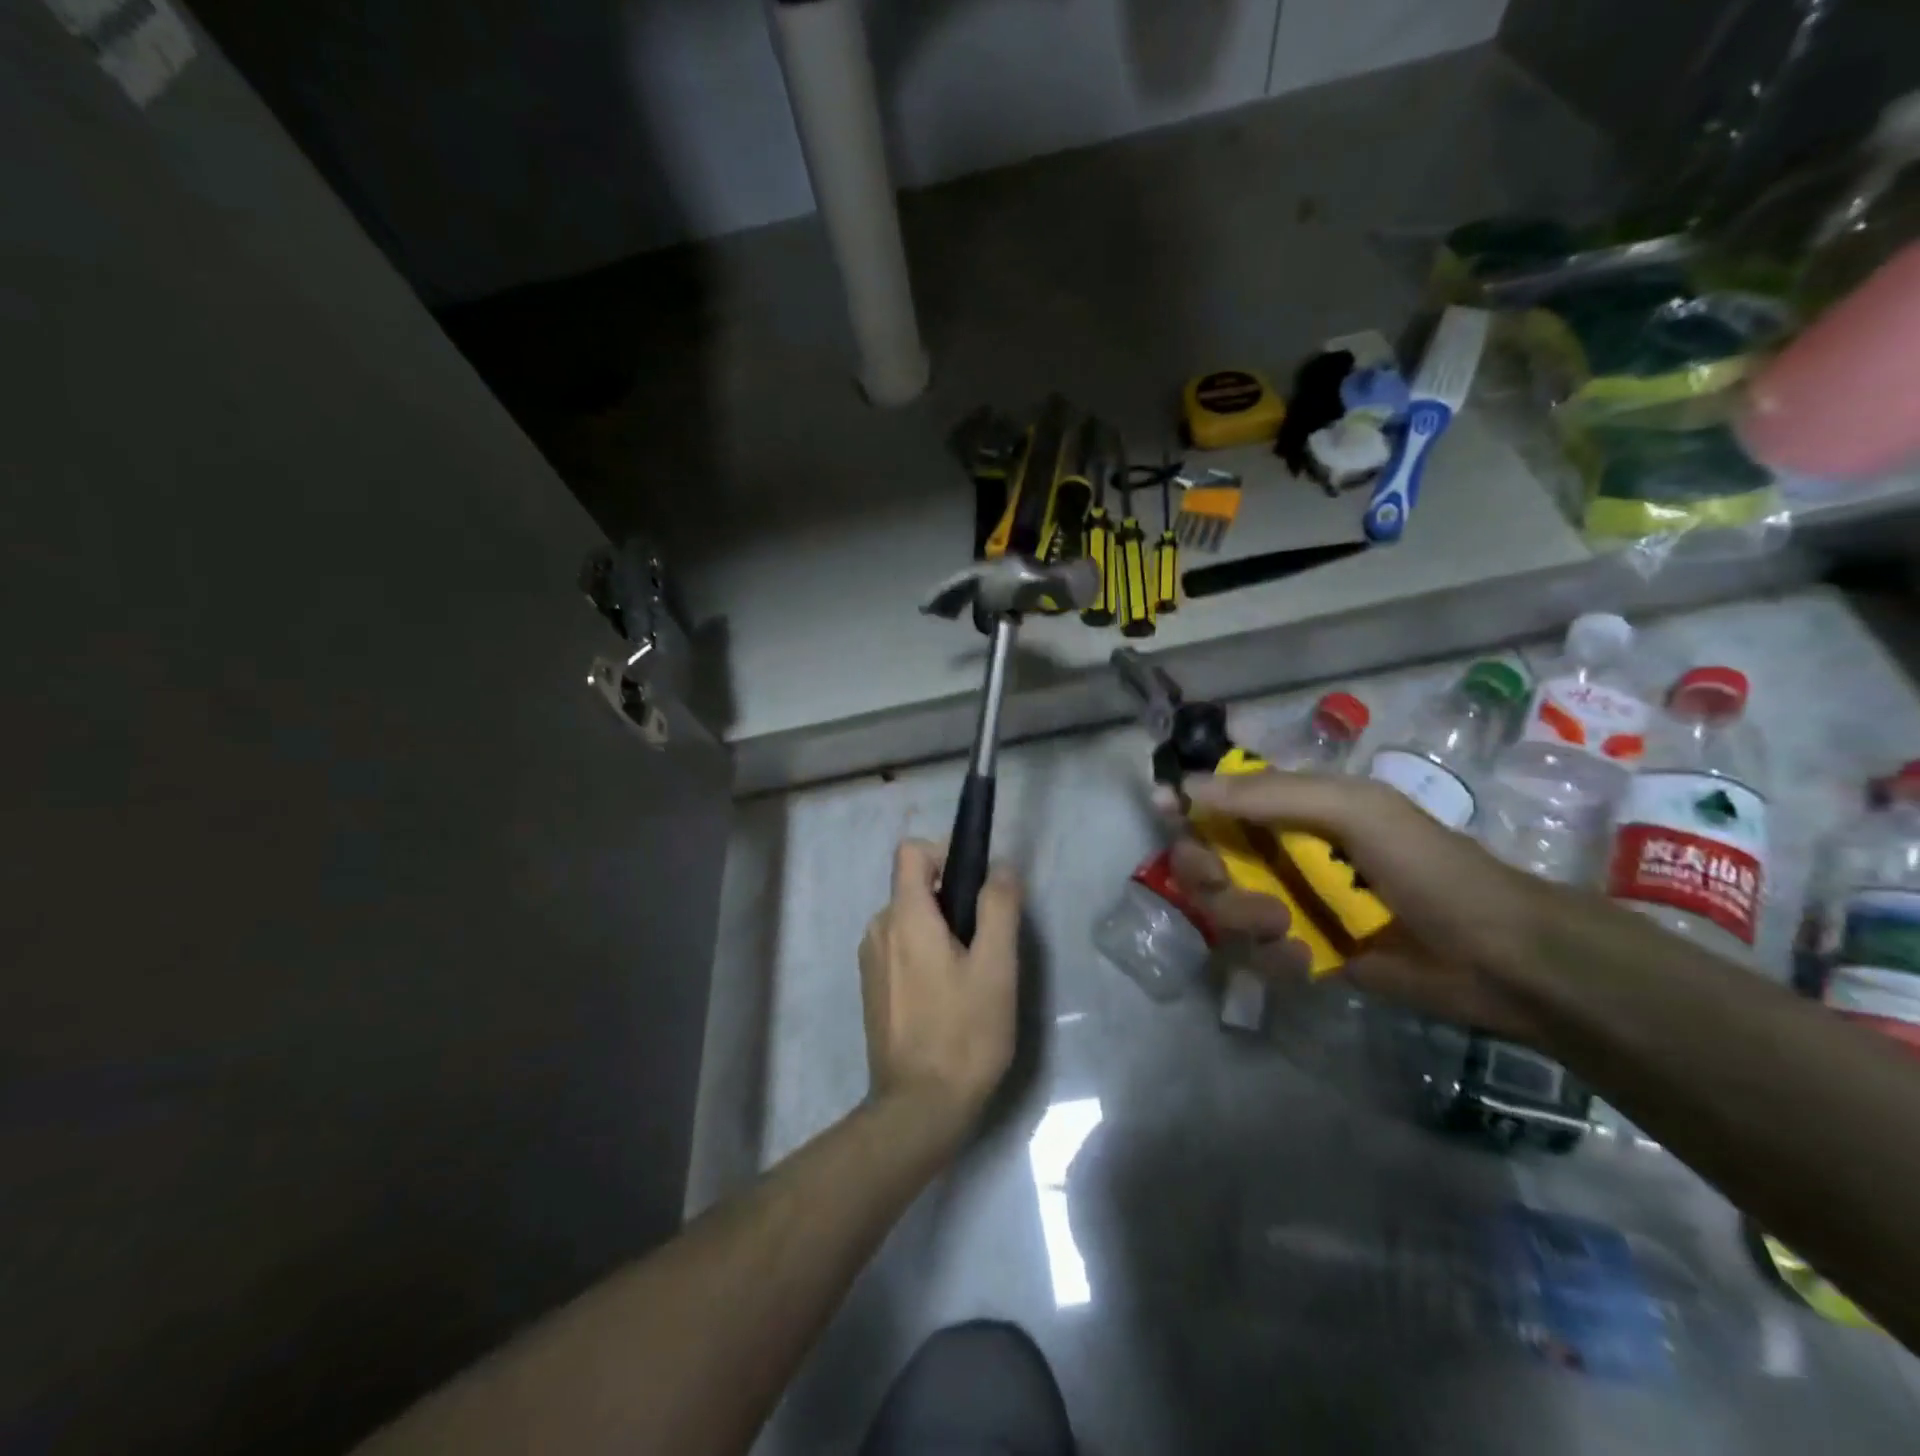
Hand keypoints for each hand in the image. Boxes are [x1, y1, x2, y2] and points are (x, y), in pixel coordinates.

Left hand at [859, 840, 1021, 1143]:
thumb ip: (999, 908)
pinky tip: (947, 998)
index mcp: (904, 916)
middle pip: (914, 886)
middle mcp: (878, 928)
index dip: (945, 854)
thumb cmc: (963, 1033)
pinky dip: (924, 955)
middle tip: (985, 944)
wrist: (918, 1108)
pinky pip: (900, 947)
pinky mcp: (872, 987)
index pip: (911, 851)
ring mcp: (870, 960)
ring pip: (909, 920)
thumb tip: (1000, 866)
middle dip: (951, 901)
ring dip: (940, 931)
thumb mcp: (995, 968)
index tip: (975, 886)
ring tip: (970, 976)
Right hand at [1166, 772, 1552, 1041]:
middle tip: (1228, 885)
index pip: (1221, 798)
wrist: (1499, 956)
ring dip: (1242, 917)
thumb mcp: (1353, 811)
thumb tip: (1186, 787)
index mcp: (1295, 809)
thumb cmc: (1428, 866)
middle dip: (1207, 872)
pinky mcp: (1305, 953)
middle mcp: (1284, 854)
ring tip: (1285, 929)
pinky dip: (1274, 958)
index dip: (1189, 804)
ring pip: (1225, 908)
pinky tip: (1308, 962)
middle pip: (1208, 856)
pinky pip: (1257, 954)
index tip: (1166, 813)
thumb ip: (1270, 795)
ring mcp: (1293, 905)